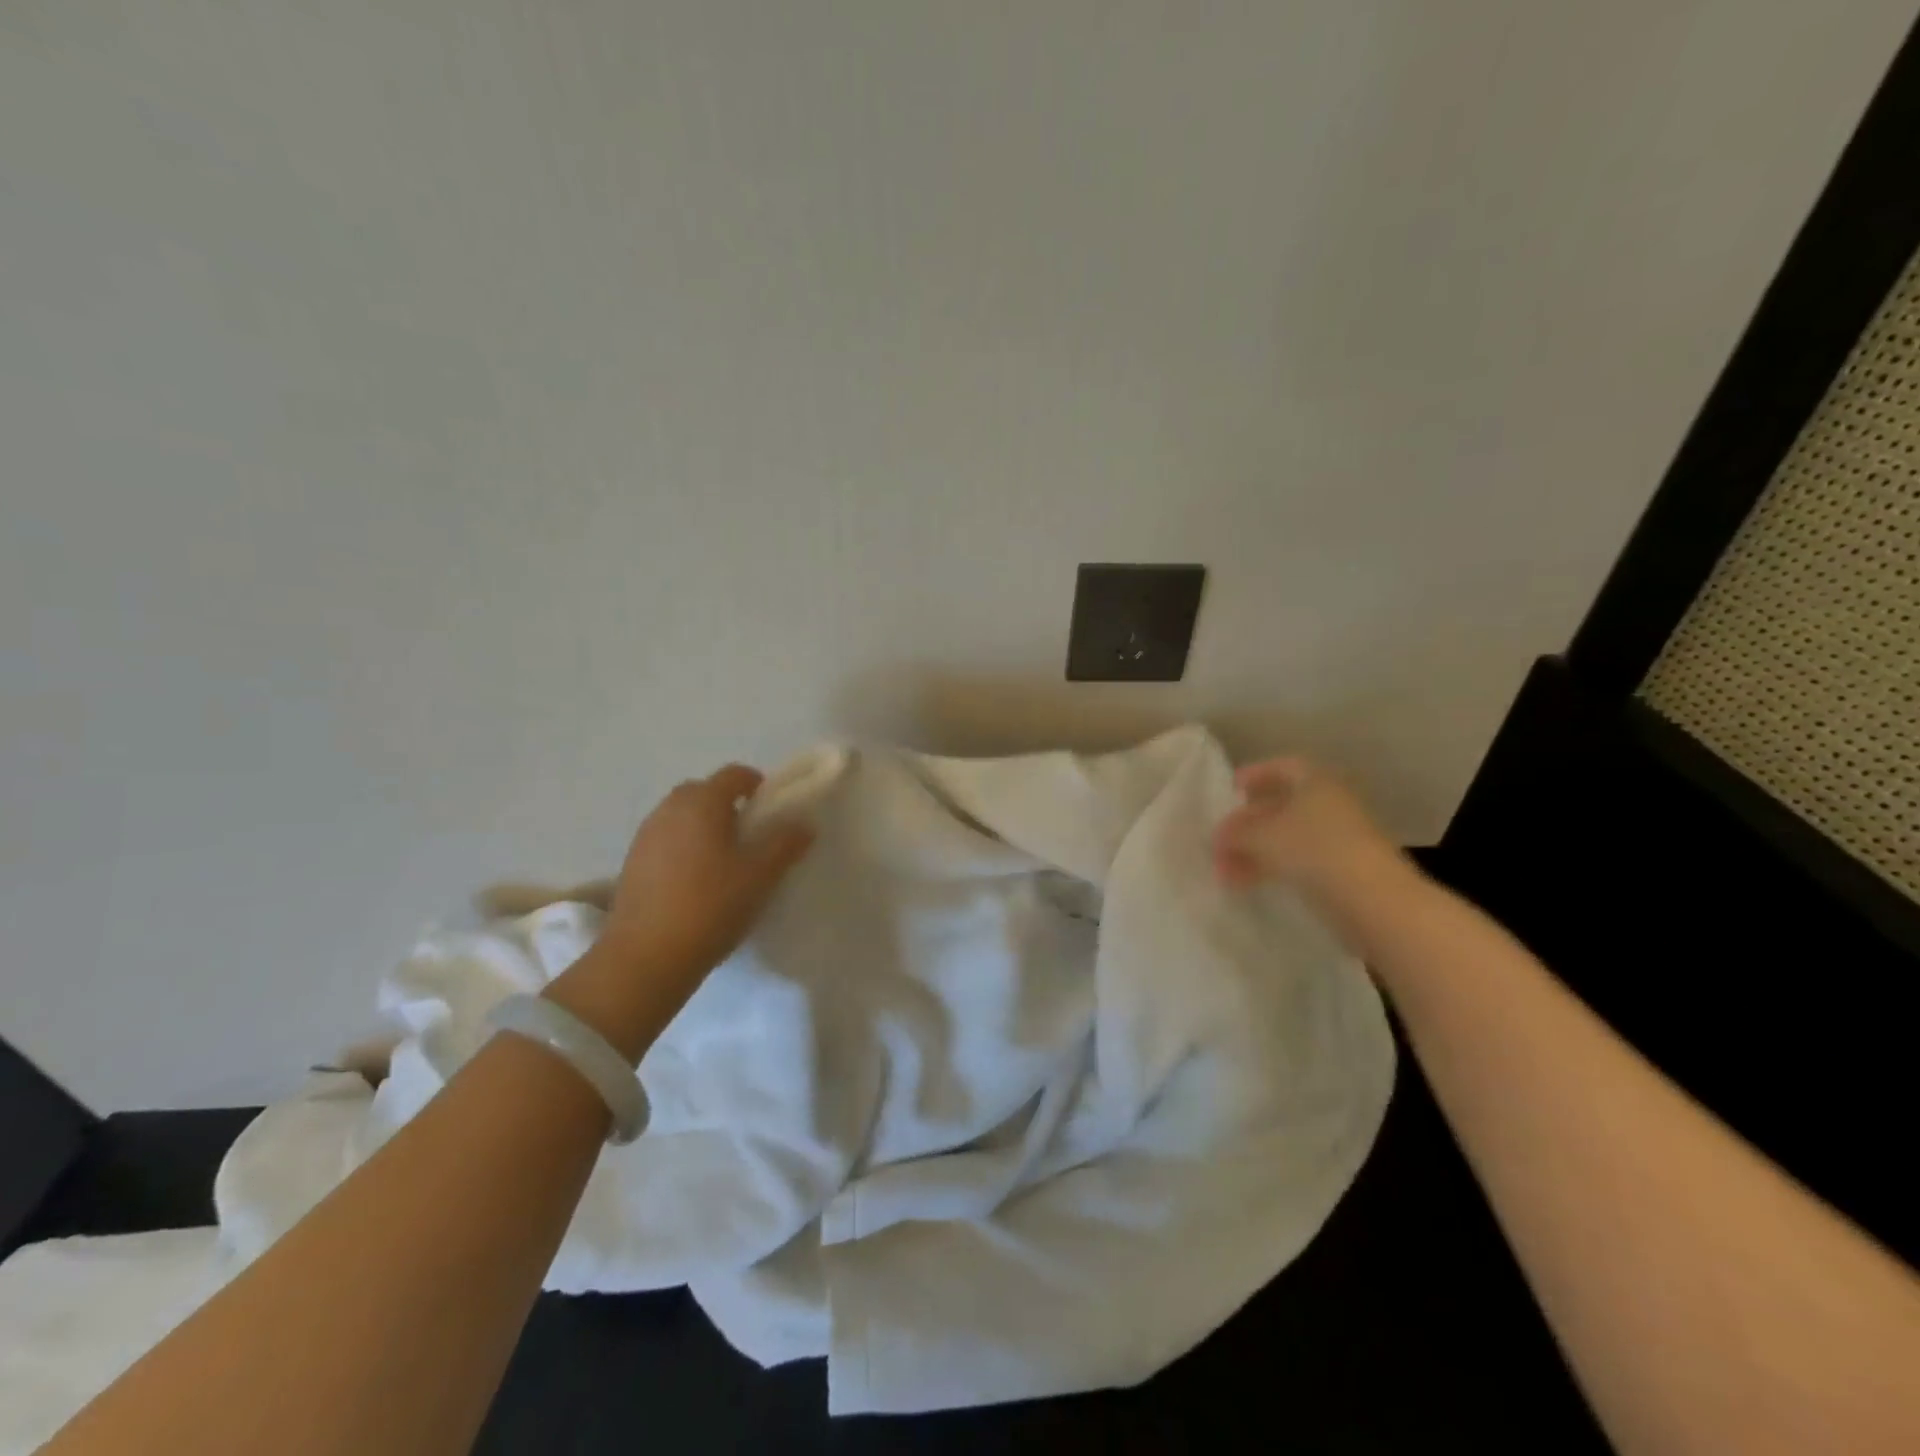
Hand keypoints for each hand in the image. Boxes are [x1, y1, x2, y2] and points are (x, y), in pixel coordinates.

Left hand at [600, 764, 814, 981]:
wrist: (646, 957)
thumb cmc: (711, 905)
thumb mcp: (760, 875)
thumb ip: (785, 843)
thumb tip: (802, 822)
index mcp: (703, 802)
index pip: (733, 774)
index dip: (756, 784)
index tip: (770, 808)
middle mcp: (670, 809)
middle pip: (703, 791)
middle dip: (727, 804)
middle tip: (748, 835)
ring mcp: (645, 835)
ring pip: (681, 816)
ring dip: (702, 826)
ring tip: (722, 861)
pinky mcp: (631, 863)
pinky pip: (664, 840)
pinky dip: (682, 847)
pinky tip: (694, 881)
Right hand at [1213, 756, 1400, 897]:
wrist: (1375, 900)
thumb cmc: (1315, 850)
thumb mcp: (1263, 836)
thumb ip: (1236, 832)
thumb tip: (1218, 836)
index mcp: (1316, 781)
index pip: (1282, 767)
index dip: (1255, 775)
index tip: (1231, 790)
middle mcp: (1330, 804)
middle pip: (1281, 806)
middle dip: (1247, 824)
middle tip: (1220, 841)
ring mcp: (1339, 838)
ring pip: (1287, 837)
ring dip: (1254, 851)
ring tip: (1226, 873)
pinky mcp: (1342, 870)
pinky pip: (1298, 861)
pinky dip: (1272, 868)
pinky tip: (1249, 885)